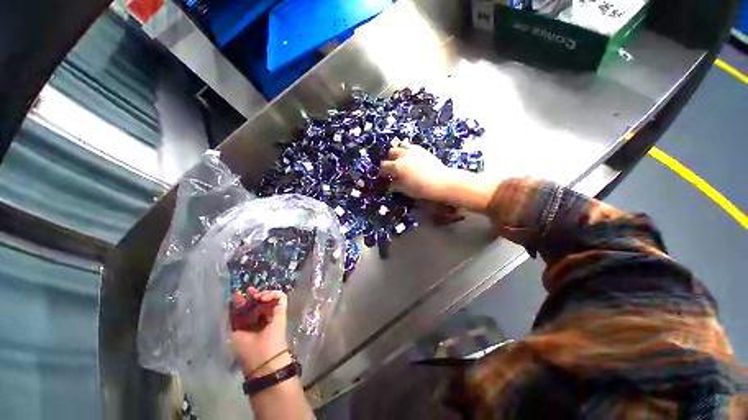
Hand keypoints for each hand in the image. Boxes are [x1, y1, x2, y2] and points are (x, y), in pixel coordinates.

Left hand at [230, 288, 290, 377]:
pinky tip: (265, 297)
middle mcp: (263, 317)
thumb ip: (234, 317)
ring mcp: (274, 313)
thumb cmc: (248, 350)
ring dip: (264, 293)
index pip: (248, 308)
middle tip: (250, 290)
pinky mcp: (282, 311)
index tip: (239, 292)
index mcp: (251, 324)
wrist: (266, 360)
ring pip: (271, 297)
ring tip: (259, 297)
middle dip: (254, 294)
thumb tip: (233, 302)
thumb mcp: (235, 333)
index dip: (243, 300)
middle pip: (259, 300)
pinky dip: (274, 294)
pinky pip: (281, 297)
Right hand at [380, 143, 455, 201]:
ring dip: (398, 151)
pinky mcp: (421, 149)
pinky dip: (408, 150)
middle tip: (393, 166)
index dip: (383, 170)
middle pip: (391, 152)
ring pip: (401, 145)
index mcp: (397, 166)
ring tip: (401, 159)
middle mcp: (403, 155)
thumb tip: (391, 182)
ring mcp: (413, 150)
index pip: (384, 165)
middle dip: (390, 159)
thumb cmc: (420, 188)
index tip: (384, 175)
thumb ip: (395, 184)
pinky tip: (411, 157)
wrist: (440, 181)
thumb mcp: (405, 189)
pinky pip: (411, 146)